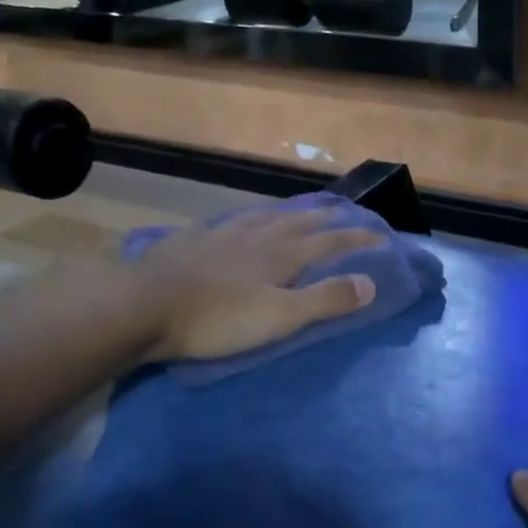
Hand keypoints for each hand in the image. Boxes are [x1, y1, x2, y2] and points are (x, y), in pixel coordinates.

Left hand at [130, 206, 383, 361]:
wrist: (143, 306)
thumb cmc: (217, 319)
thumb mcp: (280, 317)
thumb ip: (325, 300)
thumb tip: (371, 282)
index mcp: (281, 256)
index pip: (330, 243)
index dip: (358, 238)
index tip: (383, 234)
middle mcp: (256, 237)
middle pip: (299, 222)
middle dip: (327, 217)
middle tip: (346, 210)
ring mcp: (221, 235)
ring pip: (264, 217)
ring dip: (289, 212)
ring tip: (301, 209)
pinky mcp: (191, 241)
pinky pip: (228, 222)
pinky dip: (246, 218)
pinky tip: (239, 220)